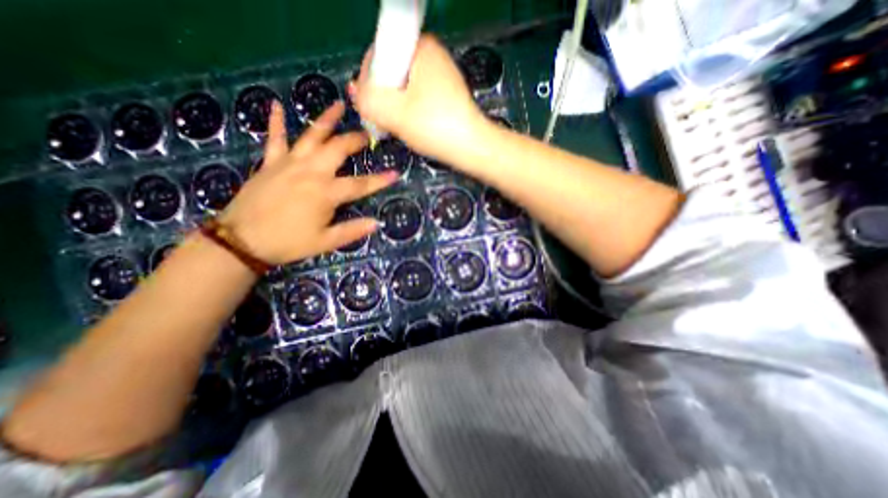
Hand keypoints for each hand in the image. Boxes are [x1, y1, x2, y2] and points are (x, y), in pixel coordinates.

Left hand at [216, 99, 397, 263]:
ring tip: (338, 105)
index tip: (395, 173)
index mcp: (326, 192)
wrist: (241, 241)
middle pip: (337, 149)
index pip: (360, 184)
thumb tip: (376, 223)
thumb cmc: (288, 242)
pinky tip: (277, 106)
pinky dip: (276, 122)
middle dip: (355, 140)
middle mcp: (310, 172)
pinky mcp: (270, 163)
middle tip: (367, 135)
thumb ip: (352, 231)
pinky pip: (274, 139)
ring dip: (326, 120)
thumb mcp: (325, 242)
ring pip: (311, 136)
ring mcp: (289, 164)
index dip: (379, 180)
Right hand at [351, 34, 488, 166]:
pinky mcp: (444, 94)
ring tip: (401, 126)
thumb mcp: (396, 114)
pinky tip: (414, 126)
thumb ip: (368, 100)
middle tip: (388, 121)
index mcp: (420, 47)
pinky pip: (417, 97)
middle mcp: (431, 55)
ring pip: (403, 88)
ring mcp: (440, 75)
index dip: (369, 82)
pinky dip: (410, 111)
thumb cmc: (437, 128)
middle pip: (391, 72)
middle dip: (384, 98)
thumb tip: (358, 93)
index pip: (378, 55)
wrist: (472, 148)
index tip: (373, 106)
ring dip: (396, 107)